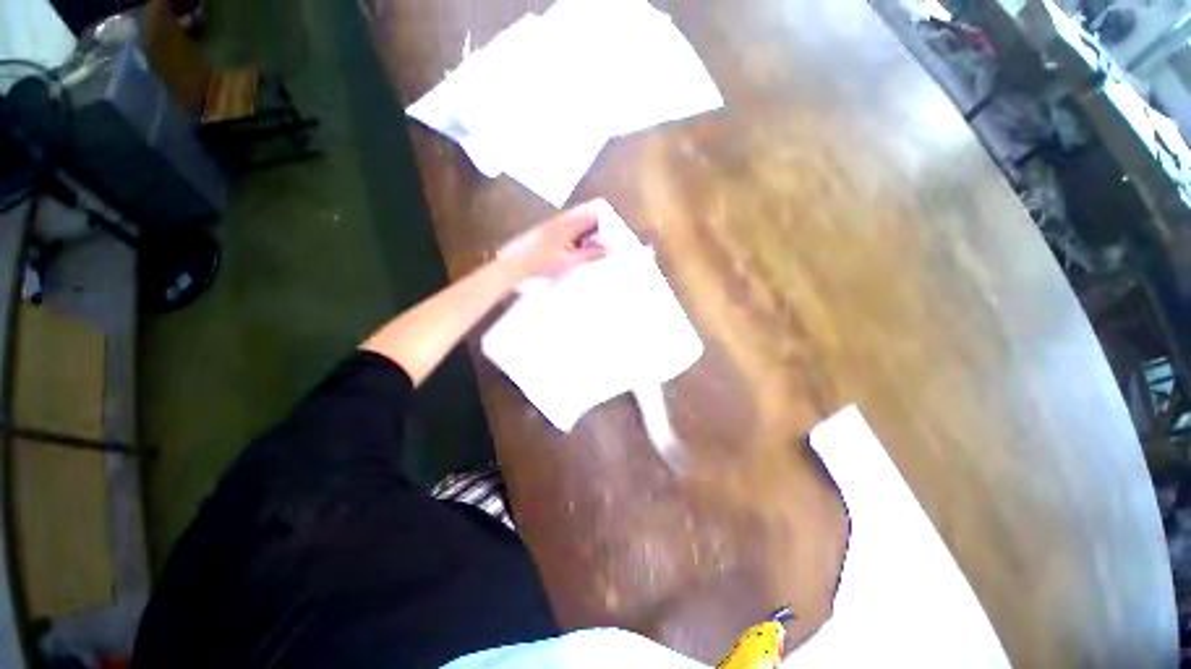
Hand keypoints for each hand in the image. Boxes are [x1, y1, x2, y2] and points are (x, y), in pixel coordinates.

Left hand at [499, 201, 608, 280]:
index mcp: (565, 226)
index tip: (612, 226)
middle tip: (604, 231)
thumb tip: (608, 249)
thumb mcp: (569, 262)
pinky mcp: (542, 232)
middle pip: (580, 215)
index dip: (602, 219)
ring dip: (583, 227)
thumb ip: (589, 254)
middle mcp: (557, 222)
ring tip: (591, 239)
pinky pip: (562, 227)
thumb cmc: (541, 264)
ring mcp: (548, 226)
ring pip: (571, 221)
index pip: (589, 215)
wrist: (514, 265)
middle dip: (594, 221)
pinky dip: (572, 232)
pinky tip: (573, 244)